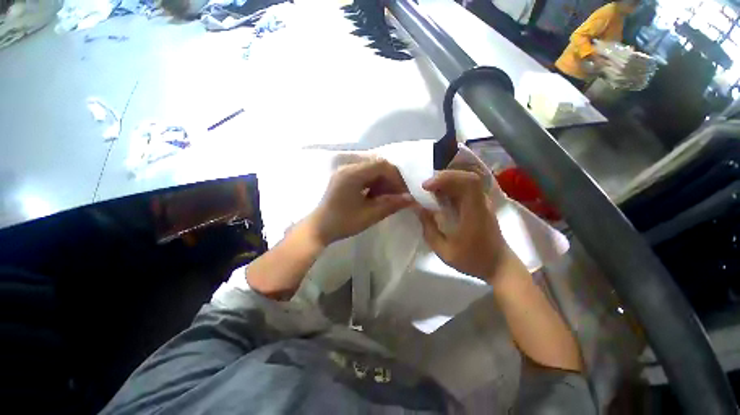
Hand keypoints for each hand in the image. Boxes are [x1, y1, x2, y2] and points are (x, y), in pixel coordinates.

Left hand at [307, 158, 414, 245]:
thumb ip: (391, 204)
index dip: (396, 177)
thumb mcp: (370, 214)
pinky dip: (373, 184)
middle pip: (377, 166)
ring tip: (387, 198)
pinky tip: (375, 197)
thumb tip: (411, 199)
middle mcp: (348, 168)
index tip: (403, 192)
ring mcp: (345, 172)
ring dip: (382, 182)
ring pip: (371, 171)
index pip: (382, 165)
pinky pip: (364, 176)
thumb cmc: (343, 222)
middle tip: (397, 196)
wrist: (318, 229)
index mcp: (353, 174)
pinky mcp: (343, 178)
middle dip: (390, 180)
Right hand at [415, 170, 508, 280]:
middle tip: (425, 186)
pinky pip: (465, 188)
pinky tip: (440, 195)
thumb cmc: (472, 260)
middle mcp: (481, 203)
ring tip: (429, 189)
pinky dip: (450, 186)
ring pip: (465, 180)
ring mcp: (482, 202)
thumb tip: (418, 208)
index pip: (468, 183)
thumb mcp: (444, 250)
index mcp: (475, 213)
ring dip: (446, 181)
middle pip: (466, 177)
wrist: (498, 265)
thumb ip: (429, 229)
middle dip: (443, 177)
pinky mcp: (480, 204)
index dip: (446, 178)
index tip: (426, 186)